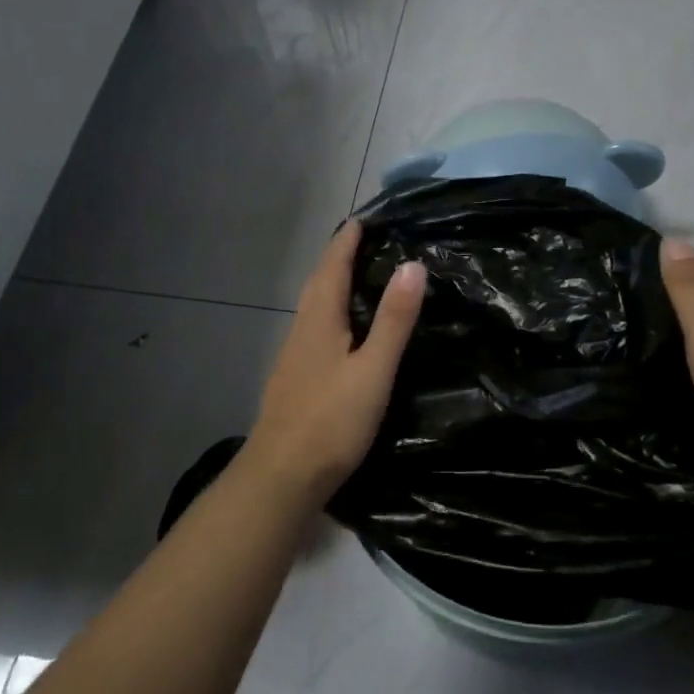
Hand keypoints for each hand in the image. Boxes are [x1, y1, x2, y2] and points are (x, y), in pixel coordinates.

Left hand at [246, 220, 426, 502]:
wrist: (282, 476)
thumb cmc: (331, 420)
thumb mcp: (373, 369)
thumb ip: (393, 319)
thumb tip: (412, 264)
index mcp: (320, 320)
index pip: (333, 266)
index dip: (347, 240)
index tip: (364, 218)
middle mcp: (302, 329)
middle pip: (318, 282)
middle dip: (338, 257)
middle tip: (363, 241)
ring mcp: (293, 355)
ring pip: (313, 306)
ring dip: (331, 283)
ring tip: (356, 277)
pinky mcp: (294, 378)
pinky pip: (313, 328)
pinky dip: (329, 311)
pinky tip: (341, 330)